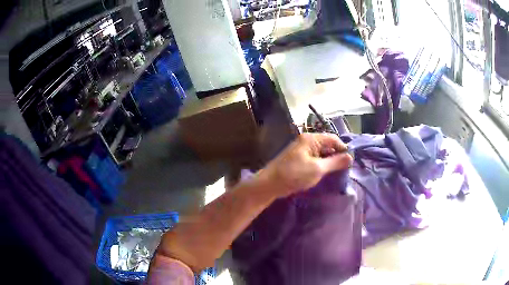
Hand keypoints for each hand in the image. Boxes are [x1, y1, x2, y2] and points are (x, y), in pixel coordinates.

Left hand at [258, 133, 351, 197]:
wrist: (269, 184)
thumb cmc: (294, 175)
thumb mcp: (318, 169)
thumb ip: (335, 162)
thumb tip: (350, 157)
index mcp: (311, 139)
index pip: (333, 139)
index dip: (343, 149)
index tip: (350, 162)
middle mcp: (306, 141)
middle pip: (327, 145)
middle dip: (336, 155)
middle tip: (344, 169)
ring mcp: (301, 149)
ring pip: (321, 152)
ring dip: (329, 161)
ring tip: (336, 173)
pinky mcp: (298, 158)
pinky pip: (314, 158)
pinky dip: (321, 164)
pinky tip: (324, 173)